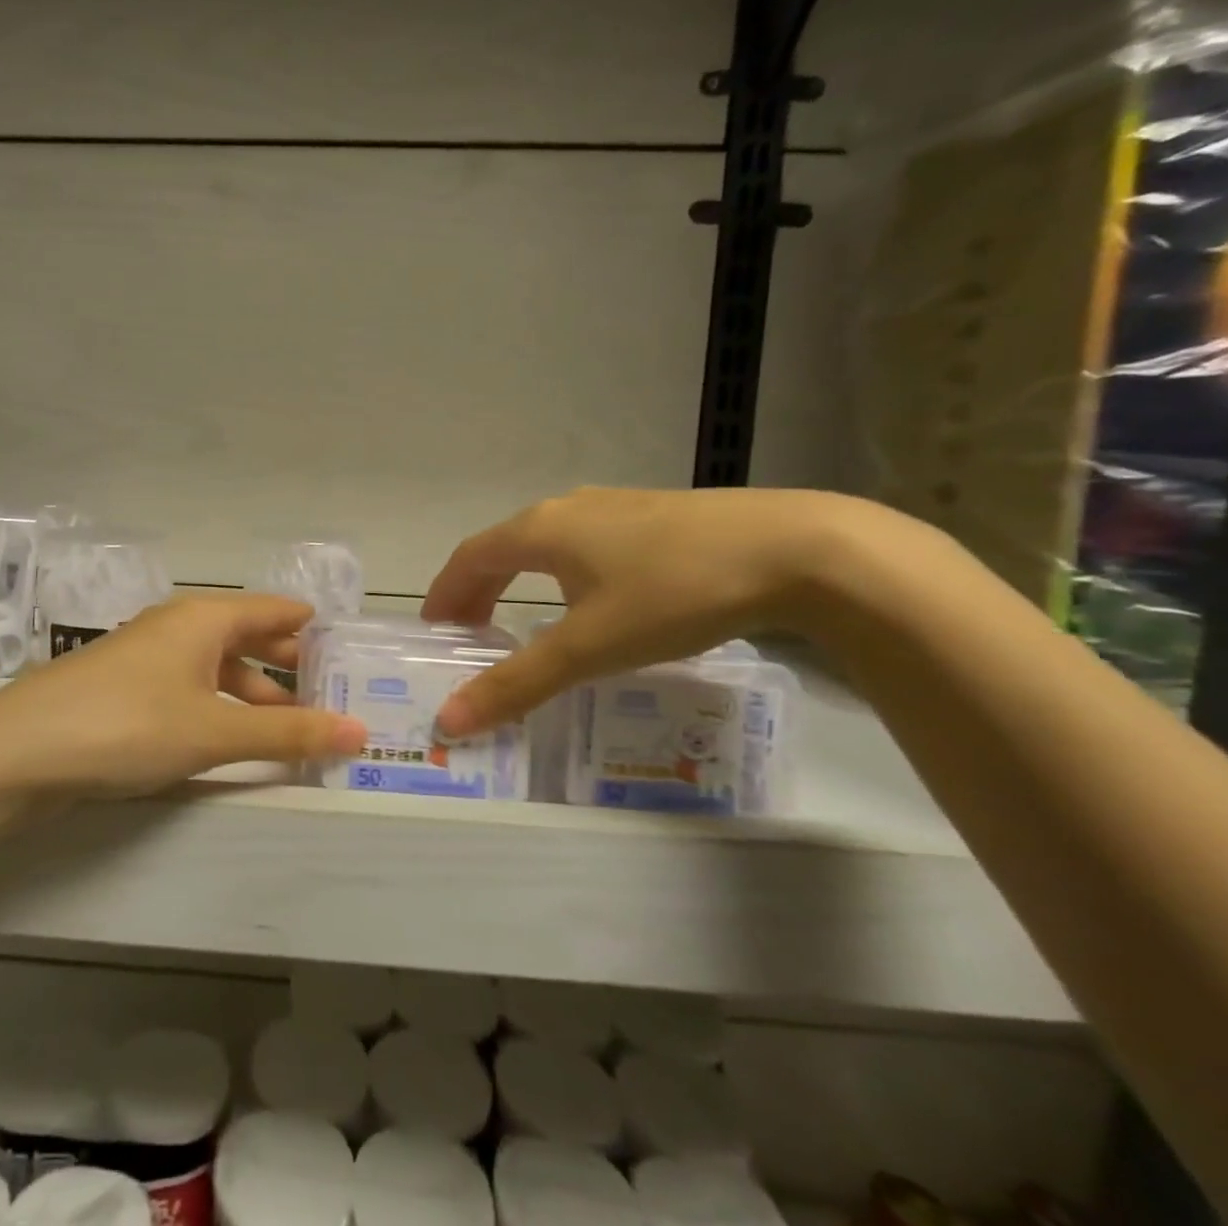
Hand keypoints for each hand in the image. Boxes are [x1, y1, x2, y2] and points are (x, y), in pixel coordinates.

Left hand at [0, 593, 368, 794]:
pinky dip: (220, 707)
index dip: (314, 628)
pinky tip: (228, 737)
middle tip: (332, 697)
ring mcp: (148, 655)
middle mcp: (178, 625)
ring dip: (254, 693)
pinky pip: (190, 687)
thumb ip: (287, 733)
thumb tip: (359, 732)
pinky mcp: (125, 687)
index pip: (275, 609)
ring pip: (218, 666)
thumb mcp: (215, 730)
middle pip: (248, 636)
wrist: (19, 749)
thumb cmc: (129, 724)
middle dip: (289, 666)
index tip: (351, 654)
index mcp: (205, 617)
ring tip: (289, 729)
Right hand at [423, 486, 882, 736]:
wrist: (795, 548)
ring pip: (544, 544)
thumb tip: (449, 721)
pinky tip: (591, 601)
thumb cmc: (673, 593)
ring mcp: (614, 506)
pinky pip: (582, 544)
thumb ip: (518, 683)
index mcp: (540, 531)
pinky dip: (559, 574)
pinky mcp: (654, 515)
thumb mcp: (590, 647)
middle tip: (468, 633)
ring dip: (517, 581)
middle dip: (476, 590)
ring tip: (521, 620)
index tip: (433, 630)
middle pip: (502, 548)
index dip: (444, 593)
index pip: (469, 558)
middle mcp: (567, 509)